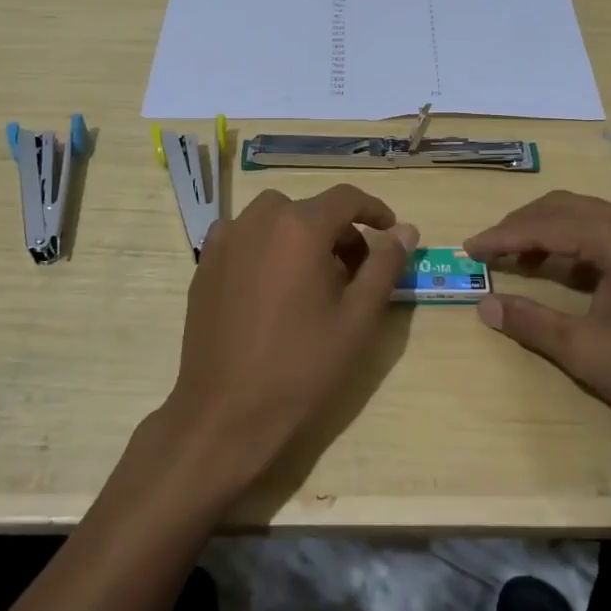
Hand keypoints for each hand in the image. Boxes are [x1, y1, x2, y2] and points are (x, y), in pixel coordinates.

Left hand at [158, 184, 417, 499]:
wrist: (227, 412)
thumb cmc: (302, 366)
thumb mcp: (358, 318)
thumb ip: (384, 265)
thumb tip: (405, 230)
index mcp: (299, 228)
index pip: (345, 198)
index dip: (374, 211)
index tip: (391, 232)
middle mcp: (257, 221)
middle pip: (308, 209)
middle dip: (337, 230)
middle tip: (354, 271)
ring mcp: (225, 242)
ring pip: (273, 218)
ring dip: (299, 234)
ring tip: (311, 278)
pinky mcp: (205, 266)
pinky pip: (243, 237)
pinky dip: (265, 246)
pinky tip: (272, 287)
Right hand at [465, 191, 610, 471]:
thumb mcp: (587, 352)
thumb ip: (531, 322)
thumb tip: (484, 303)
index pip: (547, 223)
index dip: (503, 236)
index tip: (468, 248)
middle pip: (568, 208)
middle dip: (523, 226)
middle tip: (488, 249)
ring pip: (590, 219)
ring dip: (550, 233)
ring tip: (516, 259)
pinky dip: (577, 246)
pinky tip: (561, 270)